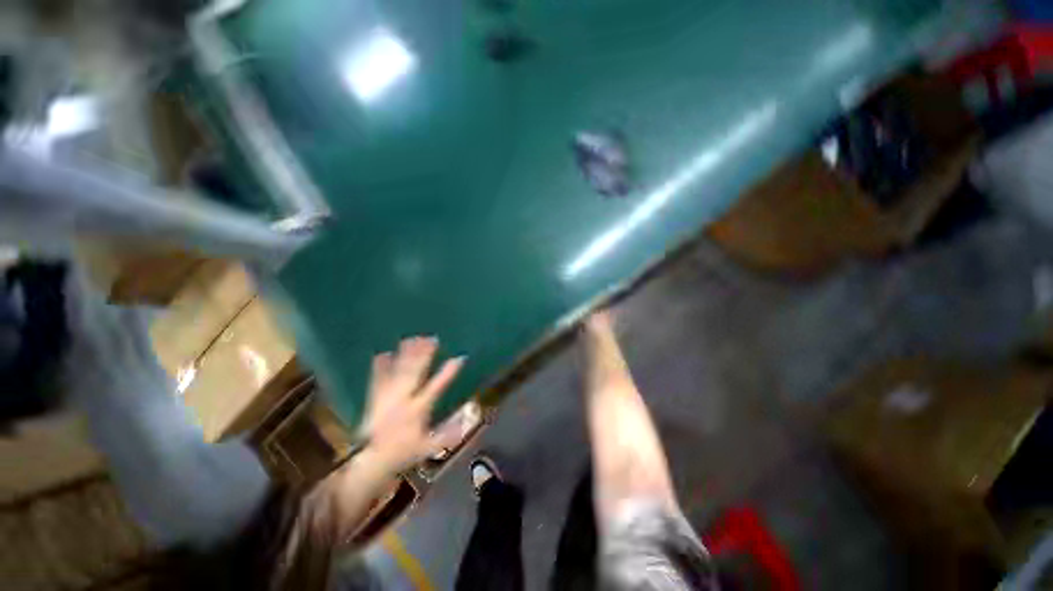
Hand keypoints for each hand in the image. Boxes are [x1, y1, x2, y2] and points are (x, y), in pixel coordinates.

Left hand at [359, 336, 464, 475]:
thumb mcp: (428, 447)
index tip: (459, 358)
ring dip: (406, 354)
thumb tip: (467, 423)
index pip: (436, 387)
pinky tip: (383, 353)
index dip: (448, 372)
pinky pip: (378, 378)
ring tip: (413, 338)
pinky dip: (380, 365)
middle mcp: (403, 399)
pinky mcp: (375, 398)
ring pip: (399, 371)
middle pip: (415, 372)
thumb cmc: (402, 453)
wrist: (370, 460)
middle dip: (425, 354)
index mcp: (418, 409)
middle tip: (432, 338)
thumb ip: (447, 435)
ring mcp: (387, 396)